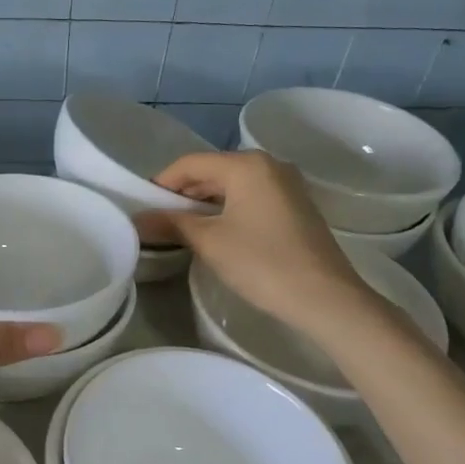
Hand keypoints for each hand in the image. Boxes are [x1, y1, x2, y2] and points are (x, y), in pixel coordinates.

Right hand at [134, 150, 374, 336]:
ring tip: (181, 228)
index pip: (190, 163)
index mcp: (246, 165)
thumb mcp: (209, 242)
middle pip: (212, 171)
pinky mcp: (296, 206)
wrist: (327, 300)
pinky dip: (227, 209)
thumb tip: (137, 220)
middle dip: (183, 193)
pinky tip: (215, 232)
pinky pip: (250, 197)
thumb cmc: (263, 263)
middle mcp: (269, 165)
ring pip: (232, 185)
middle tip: (157, 219)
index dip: (161, 183)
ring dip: (204, 203)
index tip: (142, 206)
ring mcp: (287, 185)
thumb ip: (171, 224)